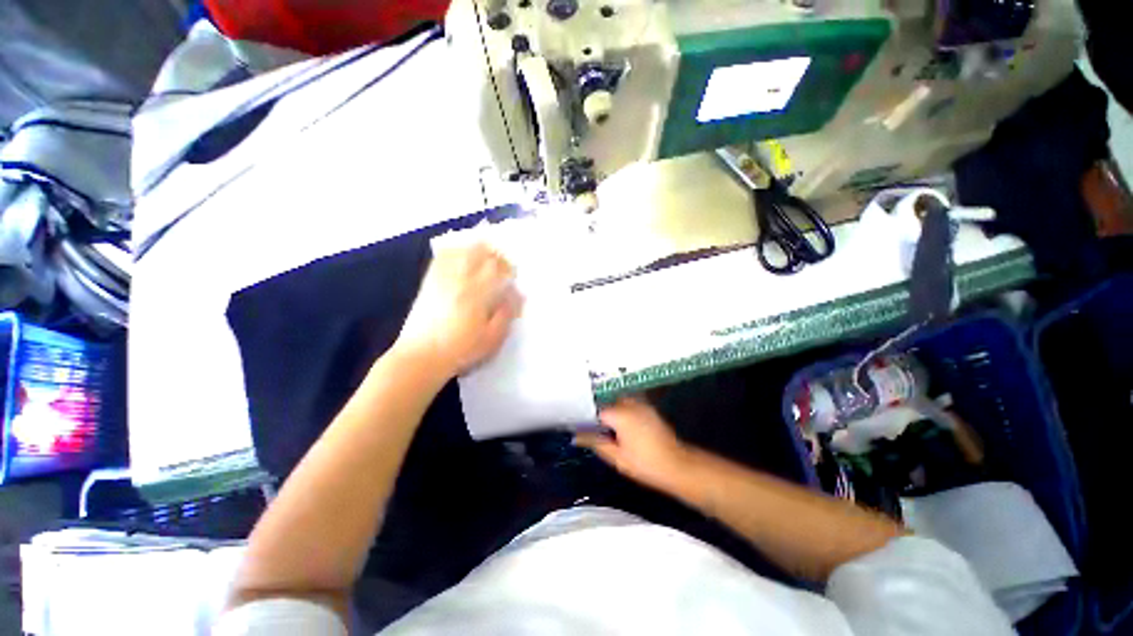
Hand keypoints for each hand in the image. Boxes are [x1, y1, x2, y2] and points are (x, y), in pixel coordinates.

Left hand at [396, 243, 523, 377]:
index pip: (497, 268)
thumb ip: (506, 313)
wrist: (422, 356)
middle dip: (493, 253)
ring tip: (483, 252)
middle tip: (501, 261)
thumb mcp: (492, 338)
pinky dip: (452, 251)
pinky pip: (441, 258)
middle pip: (479, 253)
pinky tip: (458, 253)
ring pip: (460, 251)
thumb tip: (517, 293)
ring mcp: (442, 279)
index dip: (508, 266)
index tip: (513, 272)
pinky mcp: (428, 282)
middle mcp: (460, 280)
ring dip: (474, 248)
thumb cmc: (462, 349)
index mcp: (478, 293)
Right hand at [574, 398, 692, 491]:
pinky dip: (620, 409)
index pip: (595, 408)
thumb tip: (576, 436)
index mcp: (620, 413)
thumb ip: (595, 442)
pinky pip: (628, 403)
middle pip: (606, 400)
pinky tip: (618, 424)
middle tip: (588, 424)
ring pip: (617, 400)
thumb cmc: (645, 464)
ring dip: (608, 409)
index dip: (585, 416)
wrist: (678, 466)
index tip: (576, 423)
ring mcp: (641, 403)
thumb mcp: (616, 457)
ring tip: (602, 424)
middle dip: (596, 410)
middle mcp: (630, 402)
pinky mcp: (648, 408)